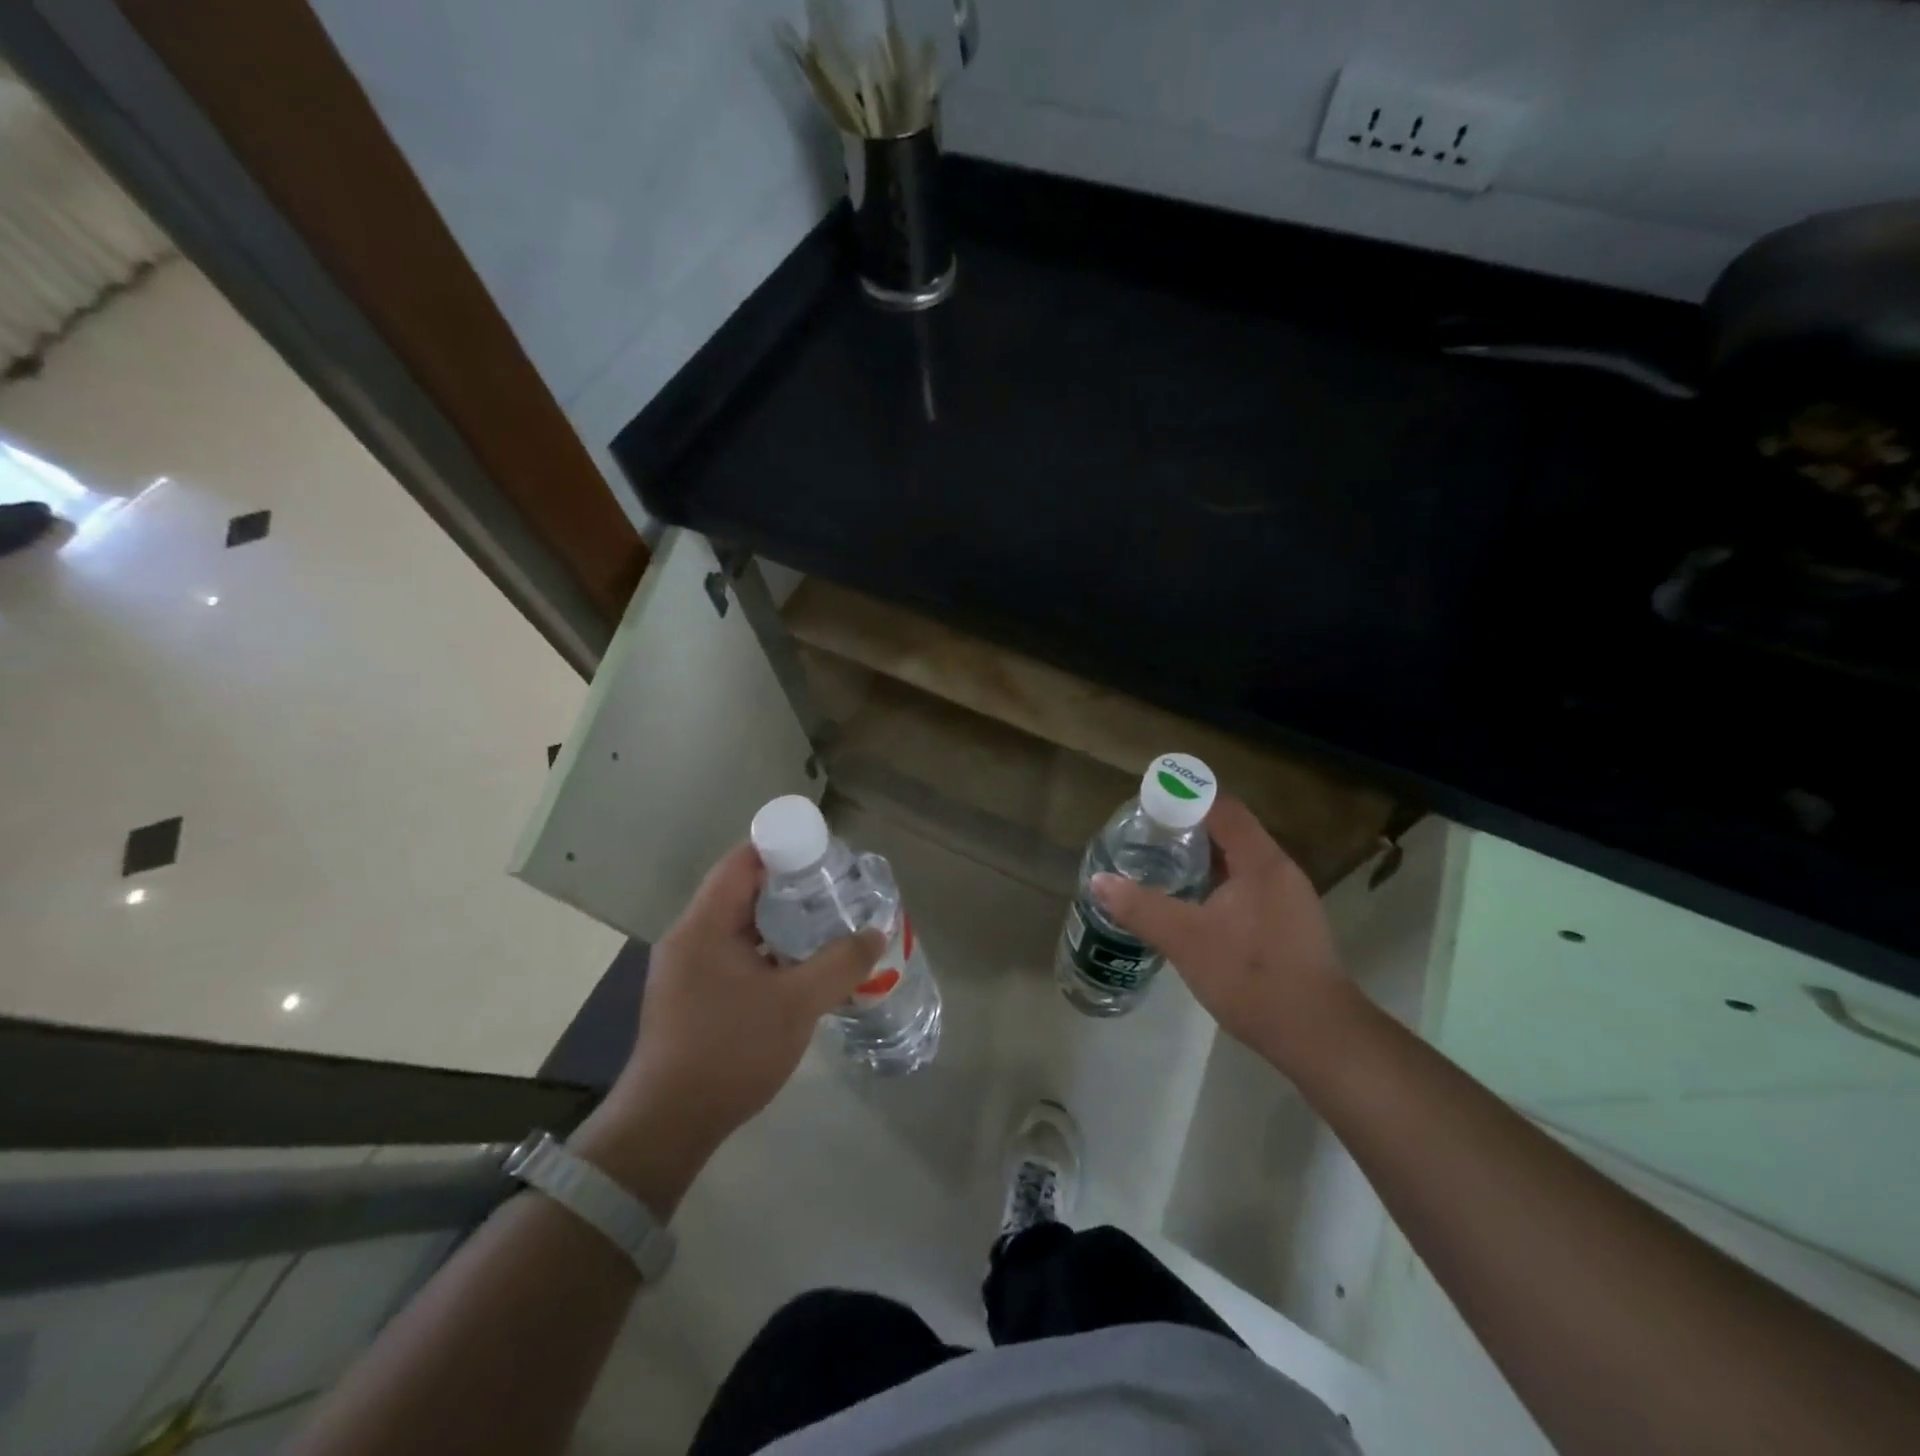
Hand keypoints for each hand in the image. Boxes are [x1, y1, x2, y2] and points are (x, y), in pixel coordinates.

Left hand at [575, 844, 883, 1215]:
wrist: (668, 1127)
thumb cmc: (729, 1053)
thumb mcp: (796, 1005)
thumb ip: (840, 963)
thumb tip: (877, 933)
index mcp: (703, 926)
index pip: (742, 862)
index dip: (784, 849)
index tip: (825, 855)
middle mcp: (690, 937)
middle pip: (743, 891)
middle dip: (791, 887)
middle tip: (837, 891)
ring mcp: (687, 968)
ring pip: (741, 926)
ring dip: (782, 923)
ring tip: (828, 924)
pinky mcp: (693, 994)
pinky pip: (735, 954)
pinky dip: (768, 951)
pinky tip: (802, 966)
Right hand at [1090, 796, 1355, 1070]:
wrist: (1318, 1036)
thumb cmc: (1252, 977)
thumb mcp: (1185, 940)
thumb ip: (1140, 907)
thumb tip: (1097, 881)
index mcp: (1261, 861)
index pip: (1222, 808)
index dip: (1185, 799)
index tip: (1149, 807)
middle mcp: (1280, 871)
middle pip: (1231, 832)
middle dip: (1188, 830)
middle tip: (1147, 839)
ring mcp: (1289, 900)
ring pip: (1240, 863)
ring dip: (1203, 861)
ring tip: (1162, 869)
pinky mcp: (1290, 926)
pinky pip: (1248, 888)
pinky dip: (1218, 886)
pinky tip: (1194, 909)